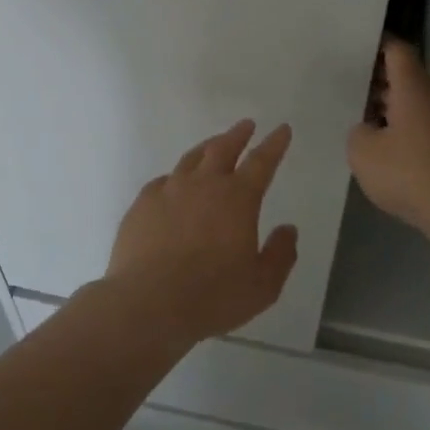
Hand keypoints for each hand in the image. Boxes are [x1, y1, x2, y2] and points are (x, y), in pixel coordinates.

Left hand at [104, 120, 299, 342]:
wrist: (148, 303)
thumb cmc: (213, 296)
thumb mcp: (262, 285)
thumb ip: (280, 254)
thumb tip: (288, 229)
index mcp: (238, 198)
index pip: (262, 162)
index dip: (275, 144)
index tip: (282, 129)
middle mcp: (203, 185)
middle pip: (222, 149)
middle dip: (238, 135)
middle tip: (246, 125)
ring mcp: (168, 192)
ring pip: (191, 159)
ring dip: (207, 148)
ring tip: (213, 145)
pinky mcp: (141, 205)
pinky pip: (162, 181)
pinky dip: (175, 177)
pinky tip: (174, 184)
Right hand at [348, 38, 429, 237]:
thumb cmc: (410, 173)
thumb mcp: (363, 152)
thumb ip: (358, 132)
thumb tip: (367, 129)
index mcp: (413, 88)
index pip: (397, 51)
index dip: (377, 45)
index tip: (354, 48)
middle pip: (406, 79)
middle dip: (378, 83)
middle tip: (348, 89)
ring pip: (416, 107)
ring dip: (391, 112)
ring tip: (362, 124)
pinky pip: (426, 131)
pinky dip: (406, 135)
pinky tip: (388, 155)